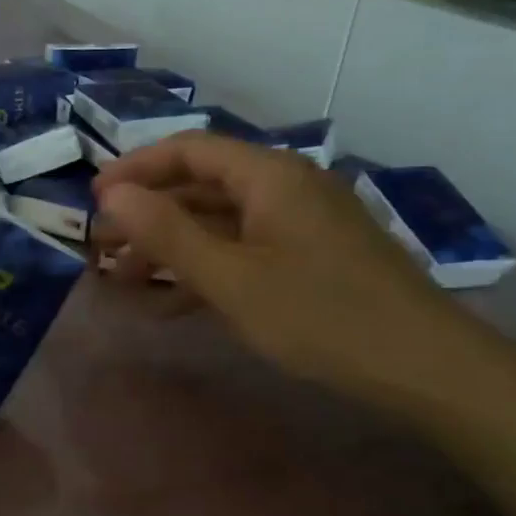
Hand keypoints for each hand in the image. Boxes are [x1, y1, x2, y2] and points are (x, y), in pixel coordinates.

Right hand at [93, 133, 496, 411]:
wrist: (423, 366)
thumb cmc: (319, 315)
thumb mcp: (231, 277)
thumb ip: (168, 233)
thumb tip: (113, 195)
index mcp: (269, 174)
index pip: (188, 149)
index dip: (136, 169)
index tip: (93, 199)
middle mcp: (286, 185)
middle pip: (201, 184)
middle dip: (148, 213)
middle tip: (101, 245)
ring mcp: (301, 222)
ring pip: (220, 221)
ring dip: (171, 245)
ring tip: (123, 278)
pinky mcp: (310, 256)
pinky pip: (244, 248)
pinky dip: (205, 267)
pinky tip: (171, 302)